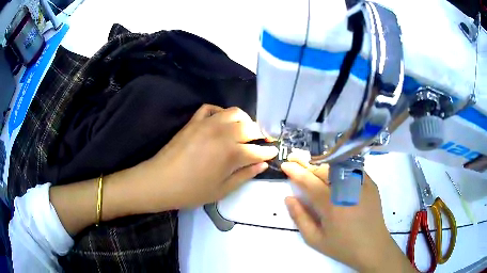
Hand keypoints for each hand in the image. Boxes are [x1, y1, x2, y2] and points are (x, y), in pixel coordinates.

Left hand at [141, 104, 278, 209]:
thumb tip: (262, 164)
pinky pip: (211, 108)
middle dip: (260, 134)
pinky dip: (220, 112)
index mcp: (232, 154)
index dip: (268, 151)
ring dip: (244, 120)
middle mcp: (223, 134)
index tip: (274, 151)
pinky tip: (221, 121)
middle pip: (250, 127)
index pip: (258, 150)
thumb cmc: (192, 191)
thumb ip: (245, 175)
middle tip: (260, 142)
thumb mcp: (222, 190)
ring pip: (234, 112)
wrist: (161, 181)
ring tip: (244, 130)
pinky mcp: (194, 121)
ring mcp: (207, 124)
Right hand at [281, 158, 414, 272]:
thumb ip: (300, 218)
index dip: (295, 171)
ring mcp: (361, 183)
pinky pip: (352, 168)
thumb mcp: (315, 239)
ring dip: (322, 165)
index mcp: (331, 205)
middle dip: (307, 164)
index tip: (286, 164)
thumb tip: (288, 198)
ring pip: (338, 165)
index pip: (309, 181)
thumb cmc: (342, 246)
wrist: (372, 246)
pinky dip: (340, 167)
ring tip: (313, 168)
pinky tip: (334, 172)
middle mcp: (347, 189)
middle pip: (323, 169)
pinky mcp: (371, 183)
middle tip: (296, 162)